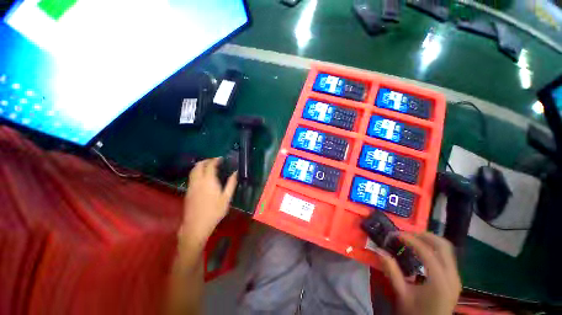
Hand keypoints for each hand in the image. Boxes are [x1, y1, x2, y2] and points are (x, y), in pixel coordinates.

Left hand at [181, 158, 237, 241]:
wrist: (196, 225)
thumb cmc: (215, 211)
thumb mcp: (226, 198)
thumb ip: (231, 183)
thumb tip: (235, 172)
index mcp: (208, 181)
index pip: (210, 165)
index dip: (215, 160)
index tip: (221, 158)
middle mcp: (198, 181)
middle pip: (198, 165)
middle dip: (206, 160)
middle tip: (214, 161)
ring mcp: (191, 186)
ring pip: (193, 170)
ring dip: (200, 165)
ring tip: (208, 166)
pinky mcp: (188, 191)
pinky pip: (192, 176)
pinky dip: (197, 172)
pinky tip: (203, 176)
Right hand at [378, 232, 460, 314]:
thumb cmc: (416, 313)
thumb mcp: (402, 294)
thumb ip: (391, 271)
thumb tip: (379, 250)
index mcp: (439, 282)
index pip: (426, 252)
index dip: (410, 239)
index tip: (396, 234)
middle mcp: (452, 277)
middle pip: (443, 246)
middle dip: (423, 235)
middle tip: (406, 234)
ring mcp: (455, 278)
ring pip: (447, 250)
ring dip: (429, 240)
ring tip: (412, 239)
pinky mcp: (454, 279)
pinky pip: (447, 257)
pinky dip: (434, 248)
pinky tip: (422, 251)